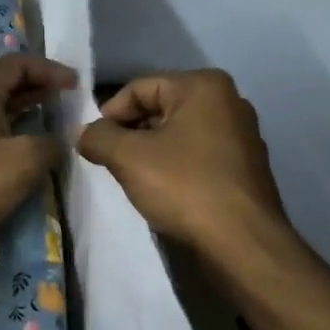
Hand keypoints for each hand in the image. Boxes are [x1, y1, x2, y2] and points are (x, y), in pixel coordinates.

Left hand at [0, 55, 74, 246]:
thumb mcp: (26, 160)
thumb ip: (51, 142)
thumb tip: (59, 141)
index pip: (15, 64)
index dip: (48, 68)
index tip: (74, 83)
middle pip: (3, 77)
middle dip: (36, 80)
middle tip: (65, 91)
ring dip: (26, 99)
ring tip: (54, 106)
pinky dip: (14, 119)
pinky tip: (32, 133)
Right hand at [76, 69, 288, 256]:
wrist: (243, 243)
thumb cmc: (185, 187)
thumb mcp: (128, 158)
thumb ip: (98, 137)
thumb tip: (84, 133)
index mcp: (203, 86)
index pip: (139, 88)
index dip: (109, 114)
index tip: (94, 144)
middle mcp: (228, 101)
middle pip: (160, 107)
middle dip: (131, 133)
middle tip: (110, 162)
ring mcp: (242, 134)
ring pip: (178, 133)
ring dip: (151, 151)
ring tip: (134, 178)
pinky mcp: (246, 166)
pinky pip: (198, 154)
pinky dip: (176, 166)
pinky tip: (164, 191)